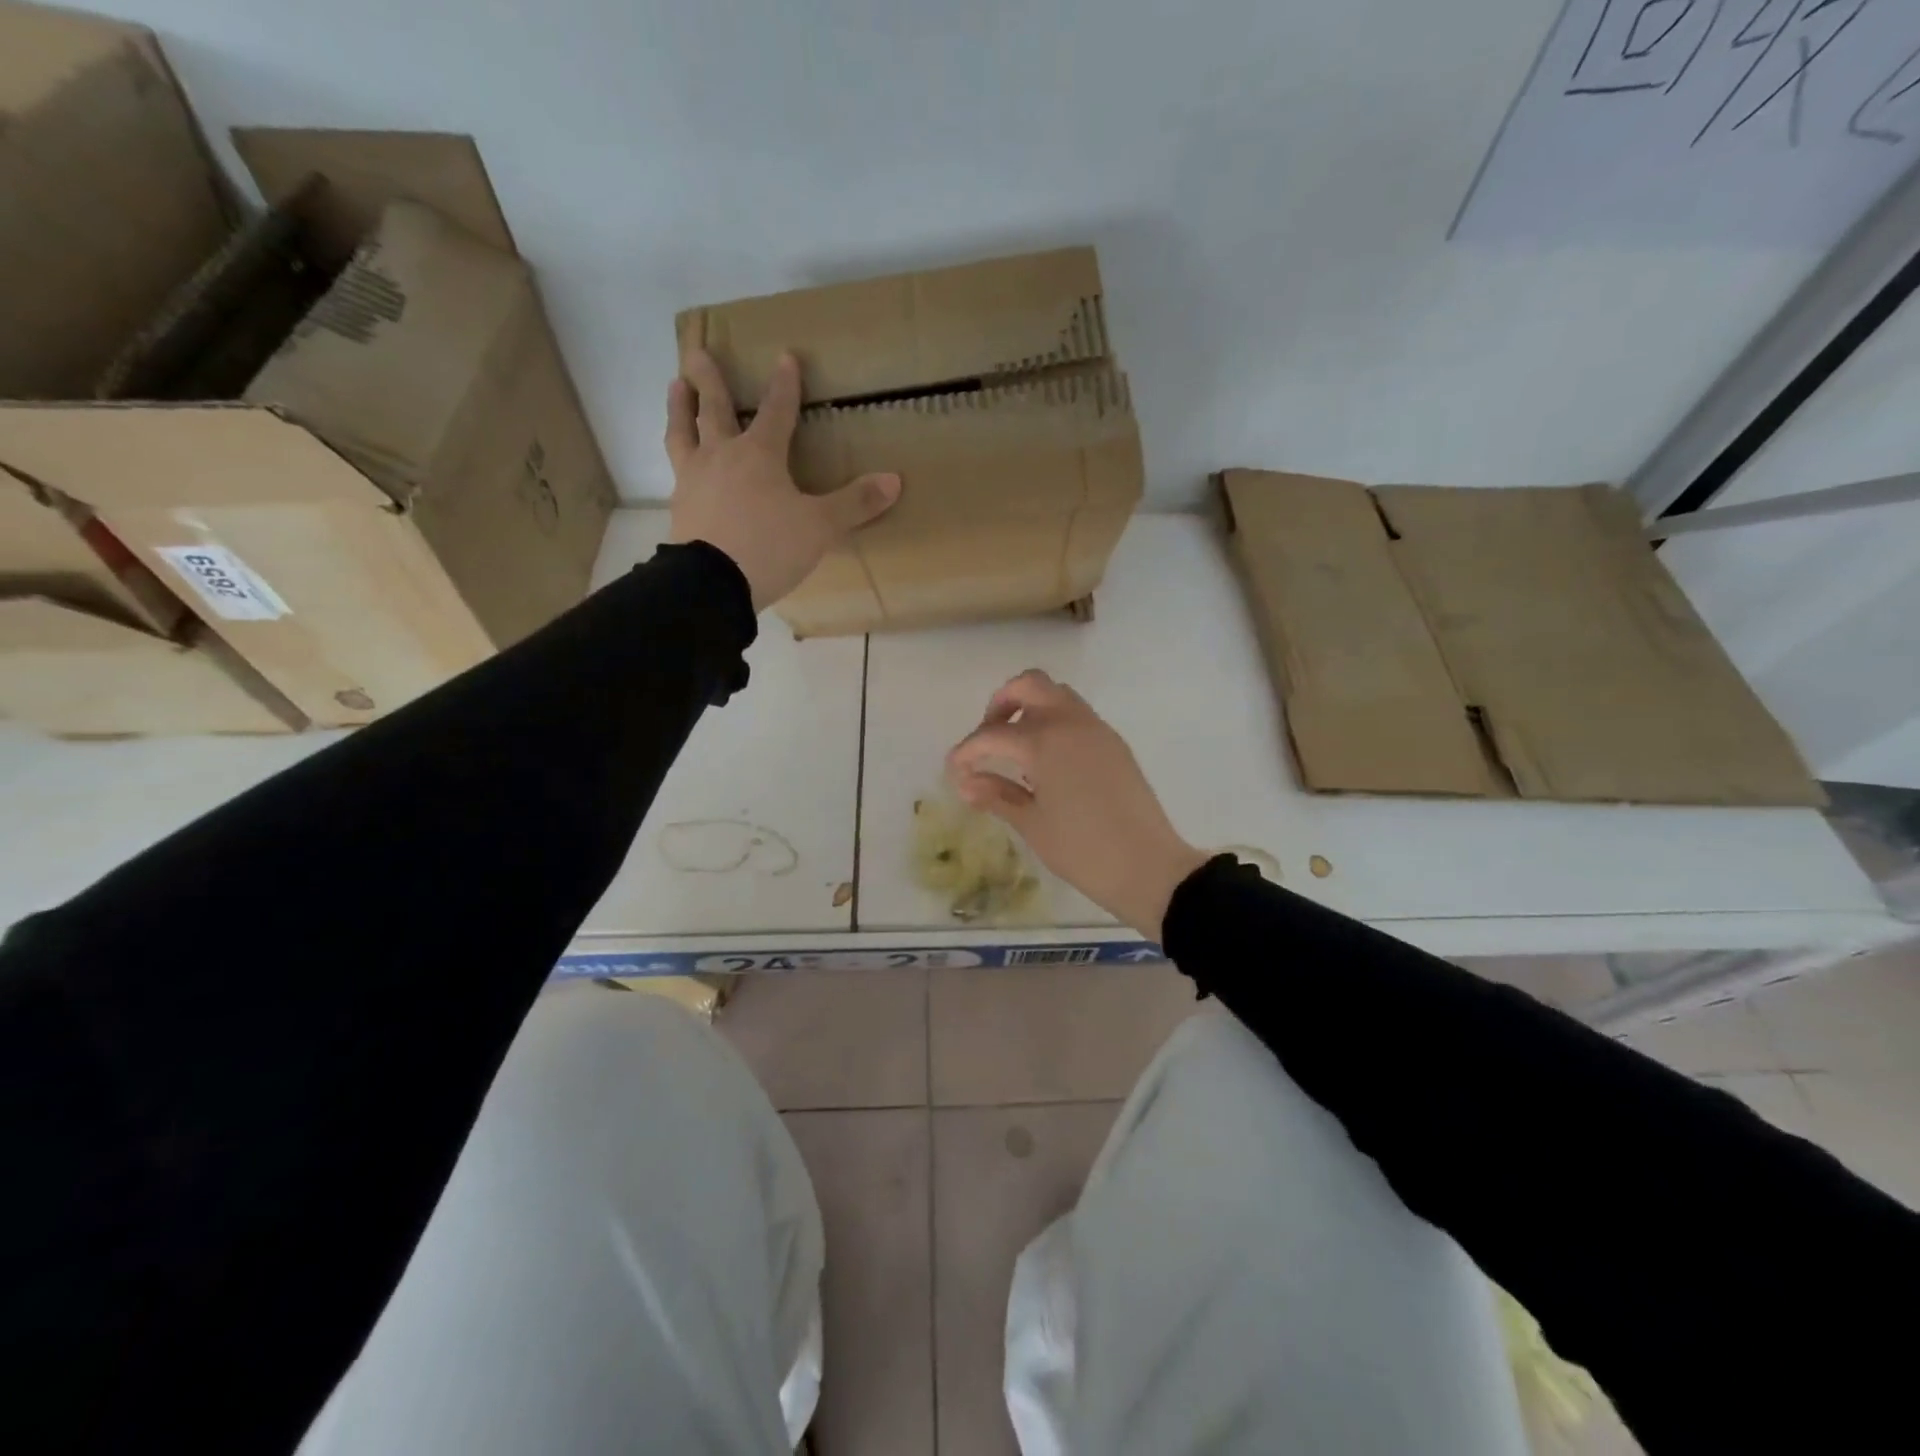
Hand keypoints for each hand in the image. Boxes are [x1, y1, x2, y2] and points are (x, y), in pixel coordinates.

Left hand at [666, 349, 900, 609]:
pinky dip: (676, 457)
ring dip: (679, 408)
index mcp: (760, 454)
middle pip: (714, 410)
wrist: (712, 583)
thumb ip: (855, 503)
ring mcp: (694, 480)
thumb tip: (894, 480)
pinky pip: (675, 471)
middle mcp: (722, 457)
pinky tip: (678, 461)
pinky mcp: (679, 507)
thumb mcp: (820, 526)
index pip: (776, 411)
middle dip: (710, 381)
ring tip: (675, 386)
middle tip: (698, 352)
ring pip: (683, 433)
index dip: (784, 385)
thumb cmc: (770, 546)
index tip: (785, 357)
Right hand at [945, 670, 1209, 941]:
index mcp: (1044, 741)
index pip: (992, 735)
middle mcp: (1070, 723)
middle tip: (989, 739)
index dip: (967, 752)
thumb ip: (996, 795)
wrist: (1148, 866)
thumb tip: (966, 782)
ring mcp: (1097, 729)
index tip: (954, 771)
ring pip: (1057, 695)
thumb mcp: (1032, 824)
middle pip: (1029, 685)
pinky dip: (1054, 723)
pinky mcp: (1114, 743)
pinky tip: (1047, 762)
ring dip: (1030, 708)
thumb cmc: (1082, 850)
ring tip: (1017, 749)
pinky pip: (1077, 715)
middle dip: (1000, 704)